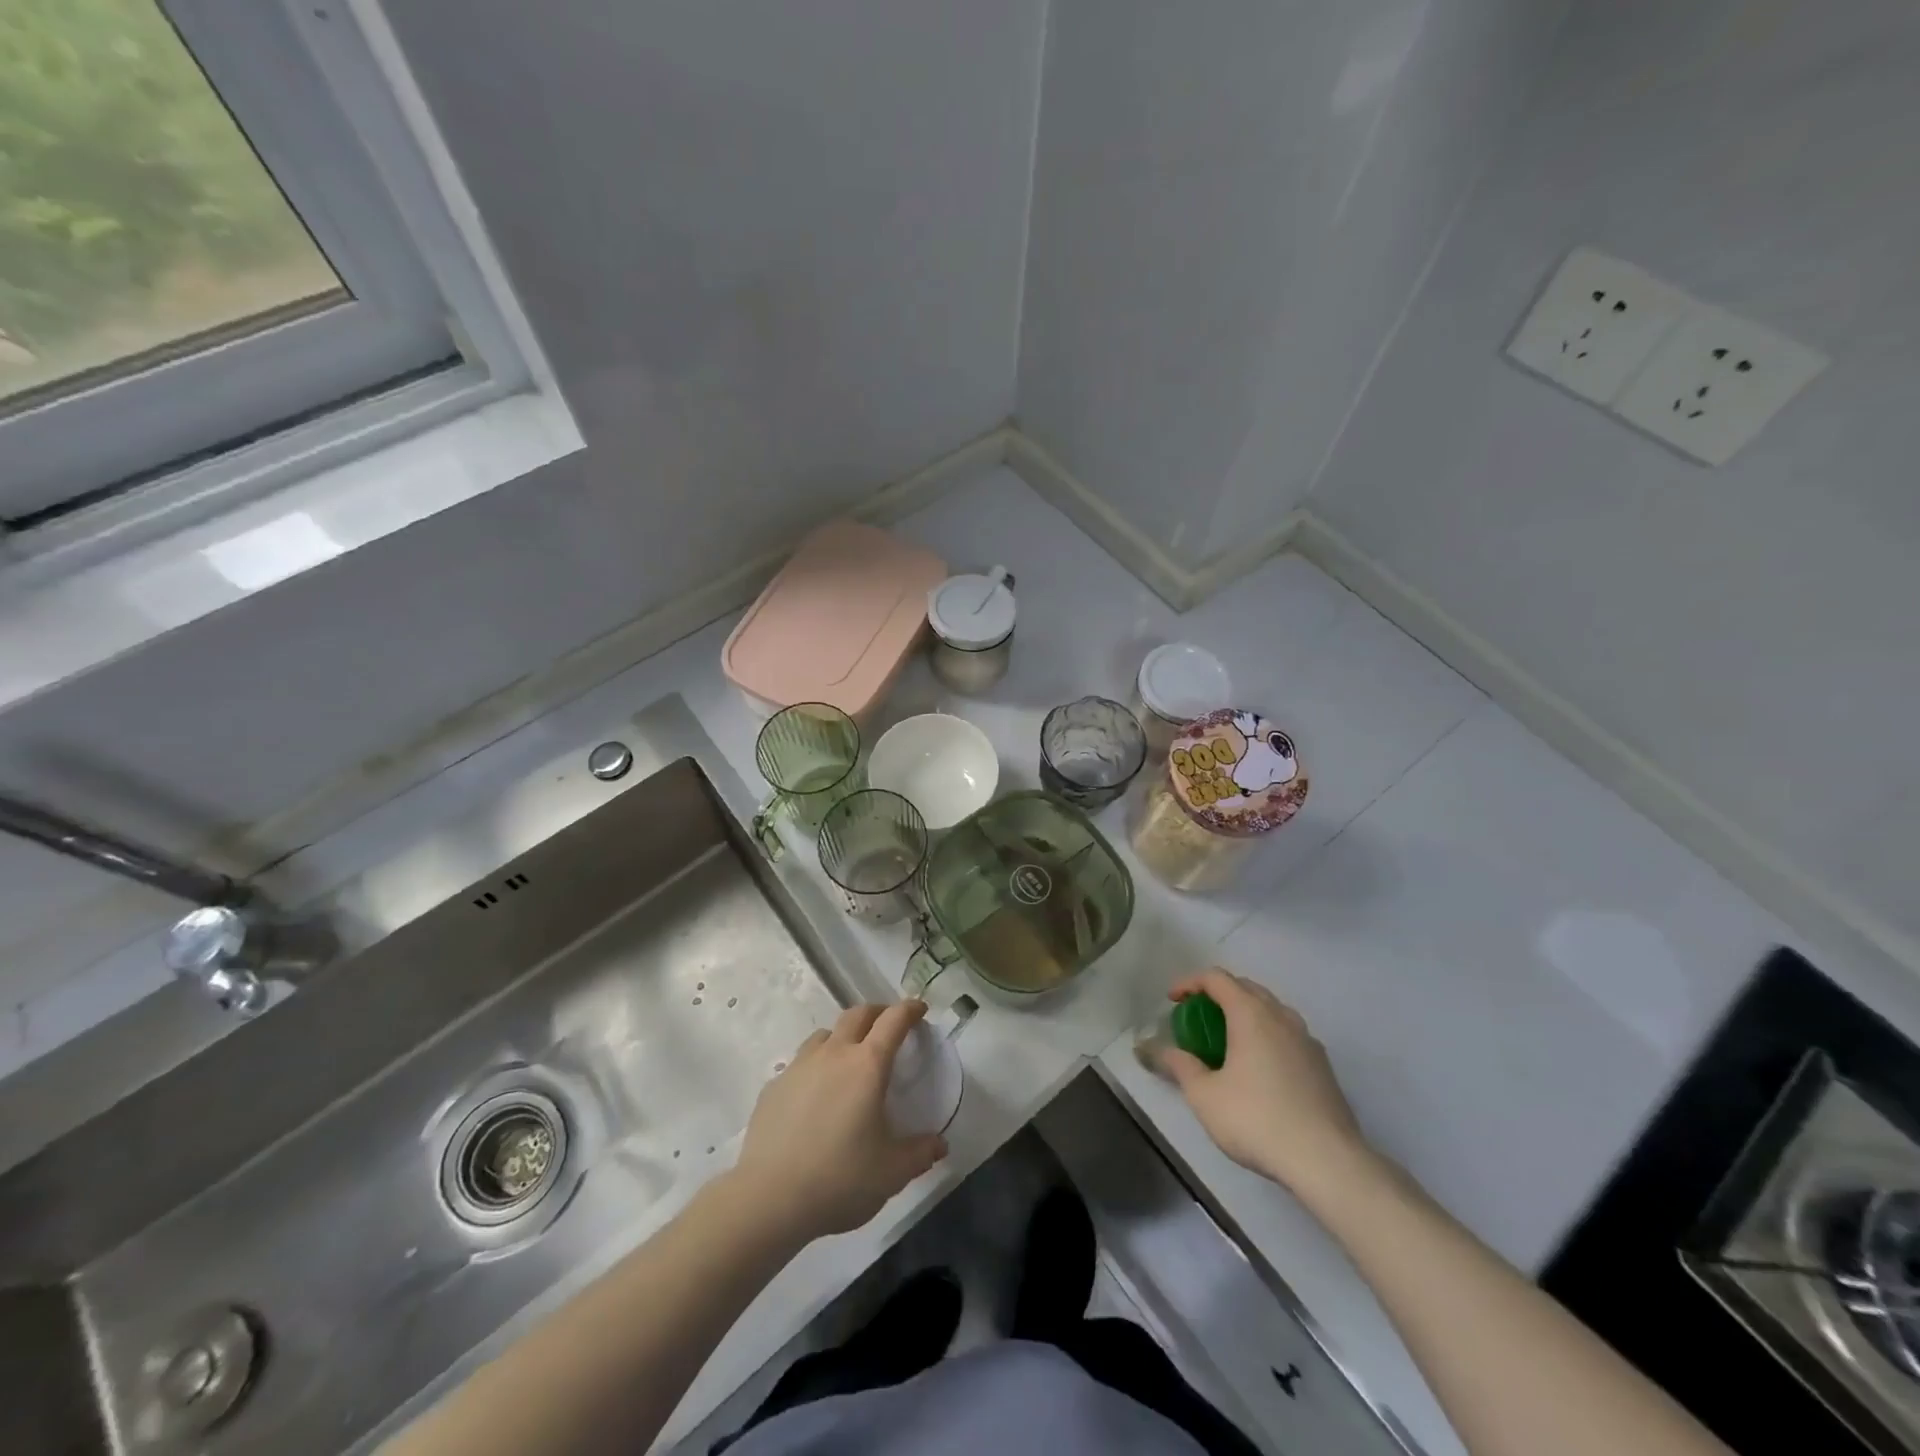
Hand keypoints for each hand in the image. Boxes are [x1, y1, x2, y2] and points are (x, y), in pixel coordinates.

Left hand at [734, 1001, 947, 1242]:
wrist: (769, 1198)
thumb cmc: (840, 1179)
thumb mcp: (892, 1172)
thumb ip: (920, 1154)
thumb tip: (939, 1145)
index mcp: (867, 1065)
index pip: (893, 1021)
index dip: (909, 1010)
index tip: (919, 1009)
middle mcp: (833, 1054)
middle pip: (857, 1014)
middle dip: (877, 1013)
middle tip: (888, 1027)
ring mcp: (799, 1067)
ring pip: (825, 1035)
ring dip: (843, 1037)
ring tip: (849, 1059)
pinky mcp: (774, 1086)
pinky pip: (800, 1064)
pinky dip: (815, 1067)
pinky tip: (815, 1096)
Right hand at [1149, 969, 1373, 1195]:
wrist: (1327, 1161)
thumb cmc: (1257, 1120)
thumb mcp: (1205, 1095)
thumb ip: (1179, 1065)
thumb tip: (1154, 1049)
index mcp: (1251, 1014)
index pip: (1216, 978)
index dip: (1189, 983)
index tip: (1172, 1000)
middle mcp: (1281, 1016)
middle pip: (1246, 987)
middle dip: (1217, 994)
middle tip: (1197, 1017)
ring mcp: (1307, 1039)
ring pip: (1271, 1009)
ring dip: (1245, 1012)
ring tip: (1227, 1039)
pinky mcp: (1323, 1065)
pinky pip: (1288, 1033)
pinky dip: (1266, 1034)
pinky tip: (1259, 1067)